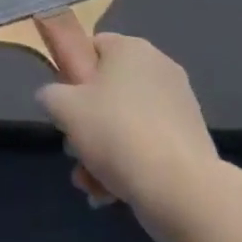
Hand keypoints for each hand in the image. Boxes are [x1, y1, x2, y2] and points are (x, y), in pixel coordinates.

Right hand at [36, 33, 218, 220]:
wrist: (181, 191)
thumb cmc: (117, 133)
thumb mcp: (64, 108)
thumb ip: (50, 95)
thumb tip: (53, 97)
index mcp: (131, 48)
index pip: (92, 47)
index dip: (72, 75)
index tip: (64, 105)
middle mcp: (159, 68)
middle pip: (108, 90)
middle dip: (86, 124)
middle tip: (74, 150)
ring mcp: (179, 105)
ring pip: (126, 122)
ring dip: (103, 151)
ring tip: (90, 183)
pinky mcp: (191, 140)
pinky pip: (148, 144)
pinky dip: (130, 164)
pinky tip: (111, 194)